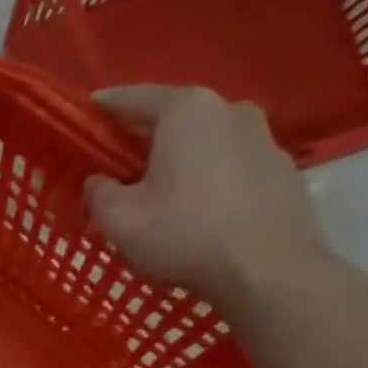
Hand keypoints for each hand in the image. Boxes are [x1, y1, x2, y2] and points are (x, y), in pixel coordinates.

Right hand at [85, 85, 328, 304]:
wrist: (268, 270)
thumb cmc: (185, 234)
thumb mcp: (119, 219)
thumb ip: (98, 192)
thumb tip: (98, 181)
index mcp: (186, 111)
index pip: (134, 97)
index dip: (105, 105)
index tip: (87, 110)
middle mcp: (229, 110)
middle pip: (174, 117)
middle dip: (143, 134)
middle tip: (117, 156)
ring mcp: (263, 138)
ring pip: (205, 140)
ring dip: (179, 156)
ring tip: (157, 183)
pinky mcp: (281, 169)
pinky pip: (230, 164)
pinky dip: (207, 175)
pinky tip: (195, 204)